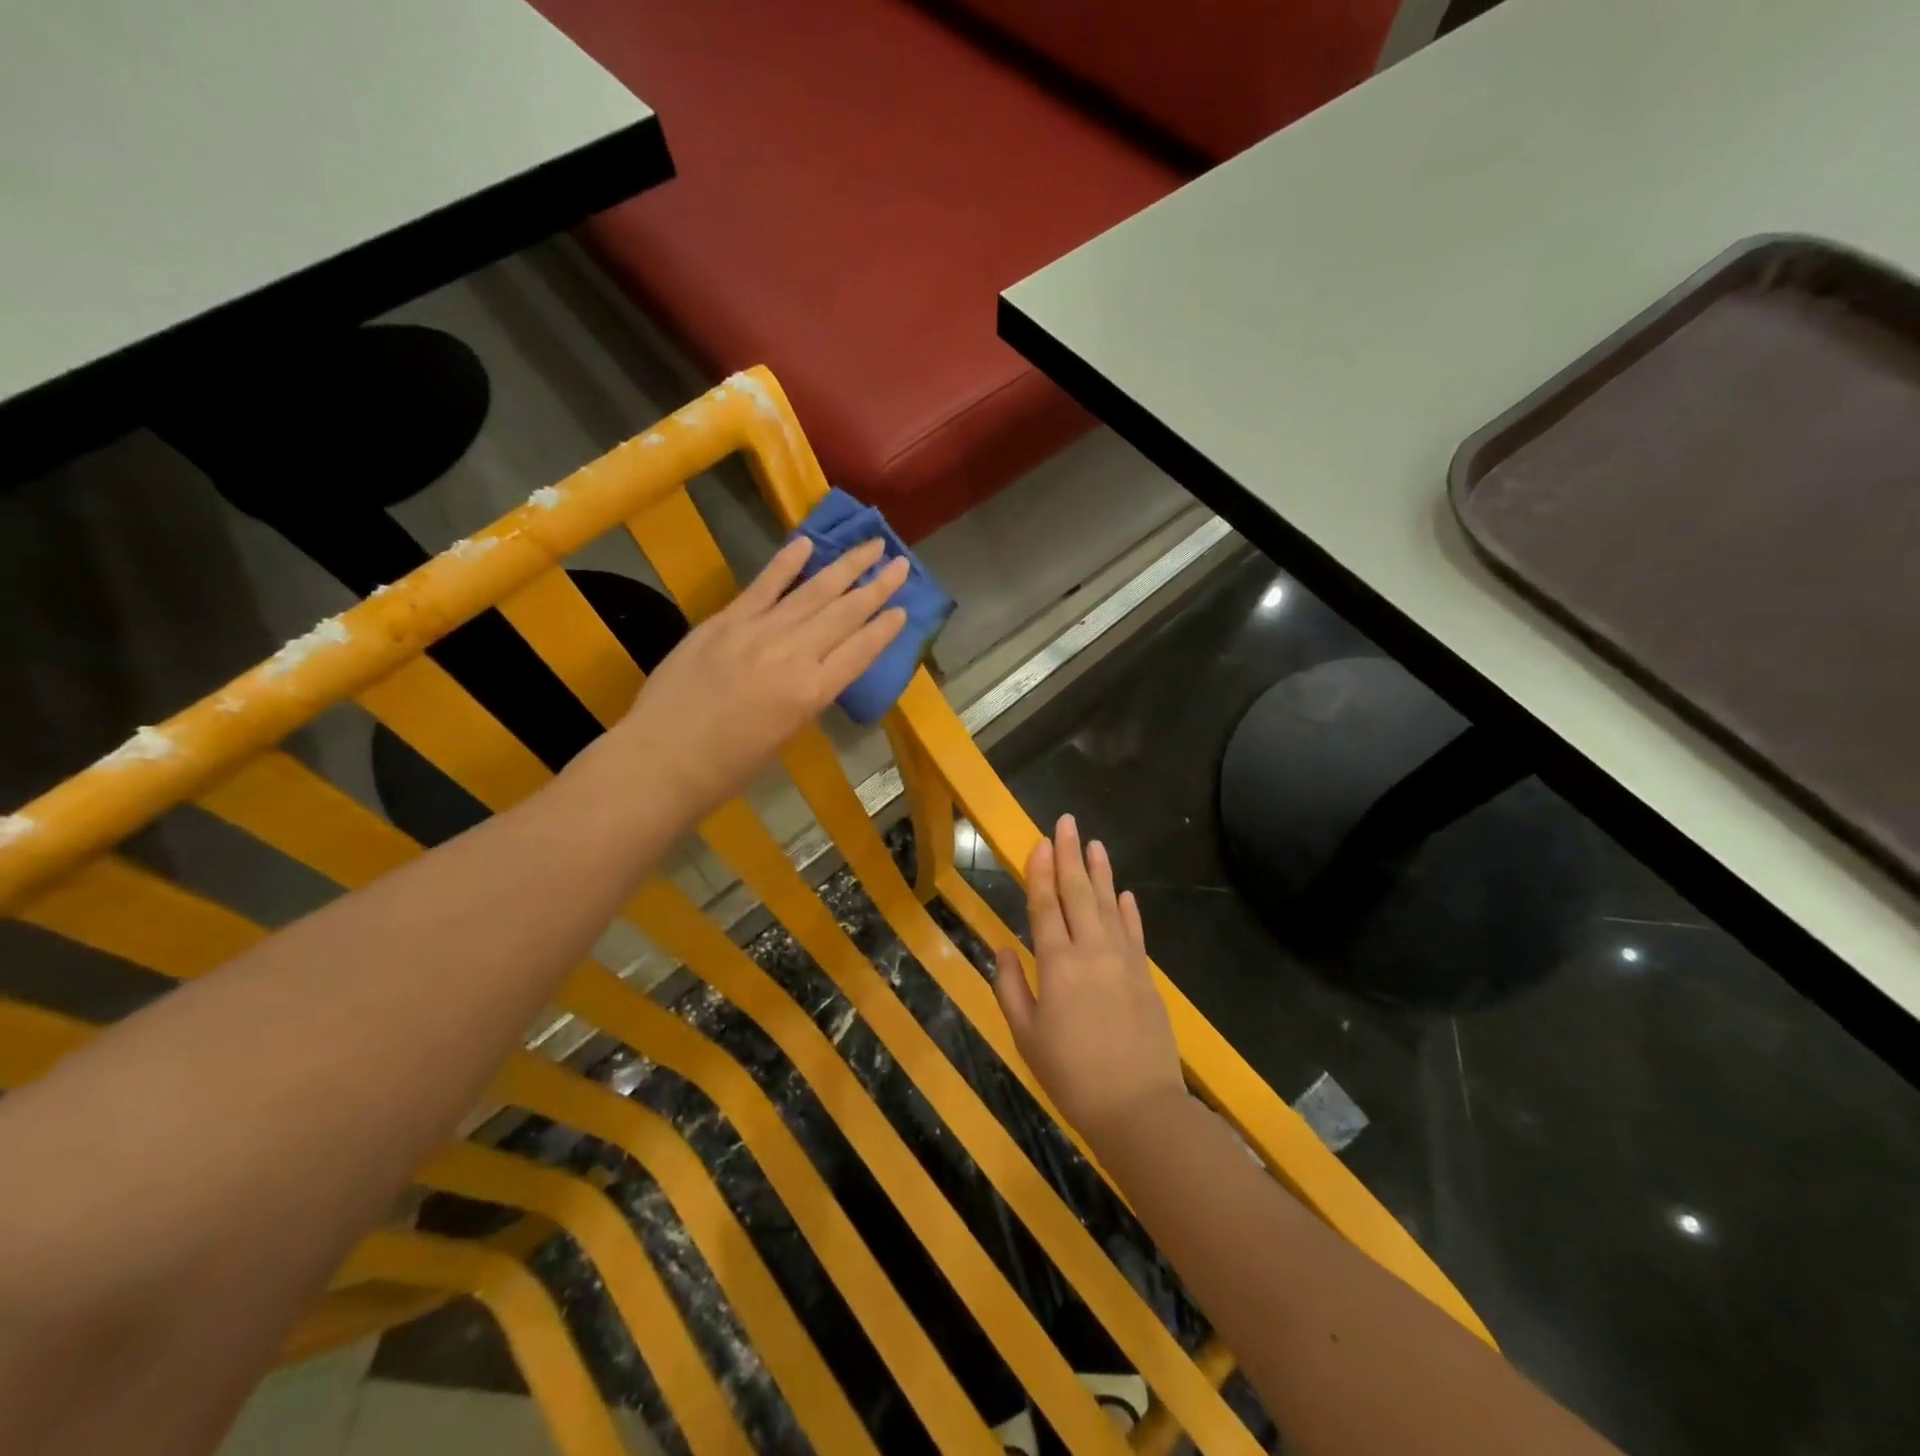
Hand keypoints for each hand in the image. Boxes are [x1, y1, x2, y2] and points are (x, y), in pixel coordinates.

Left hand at [610, 536, 907, 825]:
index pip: (861, 650)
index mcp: (813, 692)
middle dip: (876, 587)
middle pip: (844, 613)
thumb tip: (820, 667)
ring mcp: (758, 632)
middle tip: (901, 565)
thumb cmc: (730, 766)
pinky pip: (763, 586)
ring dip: (845, 567)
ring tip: (871, 546)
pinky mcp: (725, 621)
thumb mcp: (787, 735)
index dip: (885, 629)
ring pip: (812, 592)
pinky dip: (786, 564)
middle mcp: (793, 655)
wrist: (663, 759)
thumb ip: (807, 695)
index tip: (904, 610)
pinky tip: (808, 544)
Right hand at [994, 815, 1186, 1150]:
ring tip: (1094, 843)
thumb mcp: (1027, 1036)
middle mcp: (1091, 951)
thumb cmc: (1072, 1075)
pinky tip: (1124, 893)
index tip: (1039, 841)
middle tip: (1067, 822)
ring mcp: (1123, 960)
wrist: (1139, 1107)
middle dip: (1069, 855)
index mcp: (1057, 964)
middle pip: (1078, 893)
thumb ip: (1011, 988)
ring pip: (1109, 904)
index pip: (1046, 906)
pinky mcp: (1145, 975)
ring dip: (1100, 872)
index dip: (1040, 872)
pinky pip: (1134, 932)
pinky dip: (1128, 909)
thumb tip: (1003, 949)